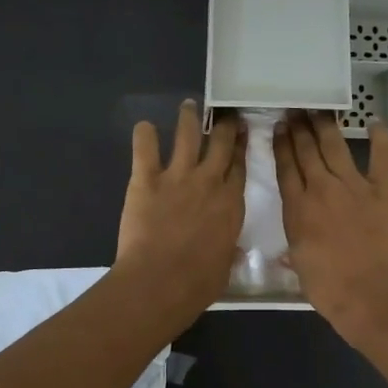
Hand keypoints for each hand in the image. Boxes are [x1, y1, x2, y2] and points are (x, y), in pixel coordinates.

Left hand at [113, 100, 245, 324]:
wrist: (161, 281)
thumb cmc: (198, 283)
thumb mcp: (225, 266)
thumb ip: (228, 250)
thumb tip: (232, 250)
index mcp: (231, 204)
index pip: (239, 166)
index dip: (241, 147)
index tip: (242, 132)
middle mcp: (209, 182)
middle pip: (221, 144)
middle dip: (224, 125)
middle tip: (224, 112)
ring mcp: (178, 177)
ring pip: (187, 136)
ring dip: (189, 118)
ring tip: (188, 105)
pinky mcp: (147, 179)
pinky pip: (146, 149)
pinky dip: (144, 135)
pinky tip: (144, 126)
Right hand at [274, 111, 387, 346]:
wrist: (374, 295)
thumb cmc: (331, 290)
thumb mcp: (301, 269)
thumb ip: (294, 250)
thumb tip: (286, 250)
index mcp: (298, 209)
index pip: (286, 168)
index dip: (281, 146)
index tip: (278, 128)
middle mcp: (322, 189)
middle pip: (306, 151)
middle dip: (299, 128)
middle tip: (295, 110)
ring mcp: (354, 186)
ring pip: (335, 146)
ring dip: (325, 125)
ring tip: (318, 110)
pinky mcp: (384, 190)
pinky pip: (381, 157)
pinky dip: (379, 137)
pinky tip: (375, 122)